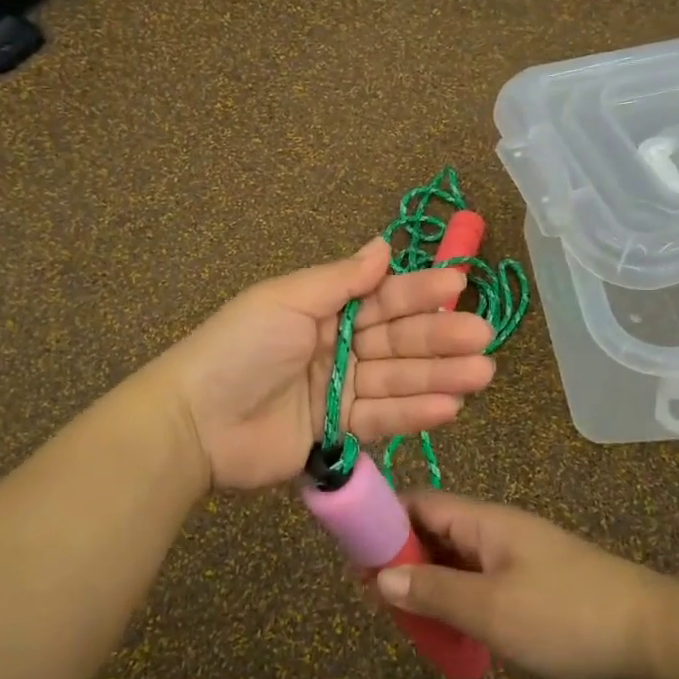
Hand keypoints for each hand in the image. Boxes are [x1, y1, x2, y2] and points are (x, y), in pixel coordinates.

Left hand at [152, 239, 495, 491]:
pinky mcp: (339, 433)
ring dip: (440, 376)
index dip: (419, 292)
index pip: (382, 298)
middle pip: (397, 340)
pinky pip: (383, 419)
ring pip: (398, 380)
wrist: (195, 422)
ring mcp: (339, 391)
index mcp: (324, 309)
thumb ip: (340, 279)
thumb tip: (384, 245)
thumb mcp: (286, 300)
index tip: (458, 286)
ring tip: (481, 374)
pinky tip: (449, 406)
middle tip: (483, 338)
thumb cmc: (240, 348)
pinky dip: (415, 413)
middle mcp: (338, 346)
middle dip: (440, 337)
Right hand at [375, 491, 665, 678]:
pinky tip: (450, 631)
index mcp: (484, 520)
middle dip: (401, 560)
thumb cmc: (567, 617)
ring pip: (457, 561)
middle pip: (435, 531)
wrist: (656, 639)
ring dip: (429, 585)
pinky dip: (458, 601)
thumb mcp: (491, 609)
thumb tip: (381, 576)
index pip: (418, 504)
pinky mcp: (536, 586)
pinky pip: (481, 584)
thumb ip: (433, 591)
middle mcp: (498, 530)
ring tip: (404, 621)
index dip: (382, 524)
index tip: (352, 558)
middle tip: (373, 601)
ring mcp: (519, 558)